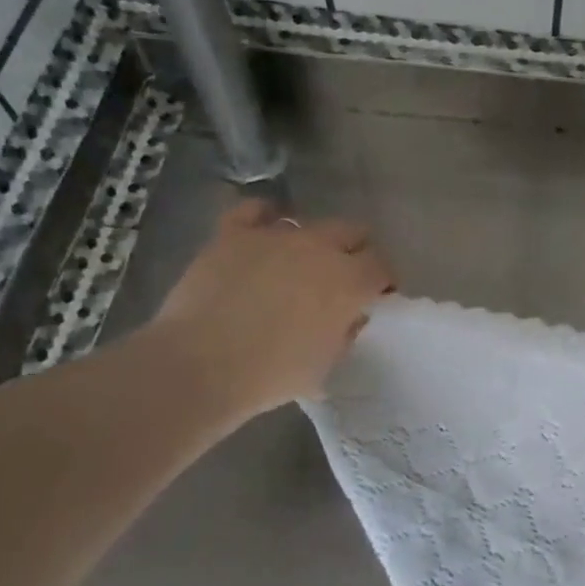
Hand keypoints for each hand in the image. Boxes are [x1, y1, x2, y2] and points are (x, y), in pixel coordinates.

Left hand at [146, 199, 391, 421]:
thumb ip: (345, 333)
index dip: (383, 281)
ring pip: (307, 223)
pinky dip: (264, 217)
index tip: (377, 297)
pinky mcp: (233, 234)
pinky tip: (263, 230)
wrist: (201, 365)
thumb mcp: (326, 365)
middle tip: (345, 277)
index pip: (382, 266)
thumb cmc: (272, 374)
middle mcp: (319, 247)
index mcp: (350, 281)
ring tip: (299, 264)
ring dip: (311, 242)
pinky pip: (254, 211)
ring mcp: (275, 235)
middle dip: (356, 251)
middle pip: (353, 231)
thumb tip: (348, 317)